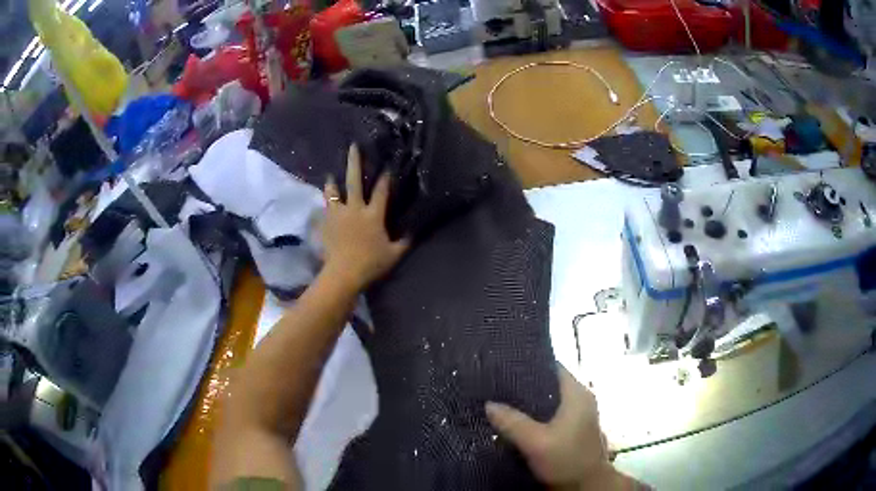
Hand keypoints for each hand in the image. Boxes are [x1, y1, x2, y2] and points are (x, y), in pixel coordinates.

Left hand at [322, 144, 409, 289]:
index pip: (381, 191)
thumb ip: (404, 242)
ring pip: (333, 192)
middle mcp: (355, 209)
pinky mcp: (326, 224)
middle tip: (353, 147)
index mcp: (373, 215)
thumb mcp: (393, 254)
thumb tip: (413, 232)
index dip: (385, 177)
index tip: (387, 165)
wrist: (343, 273)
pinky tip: (322, 205)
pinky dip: (324, 206)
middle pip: (353, 181)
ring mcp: (338, 215)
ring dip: (332, 182)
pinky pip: (324, 210)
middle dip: (354, 162)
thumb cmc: (370, 263)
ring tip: (331, 175)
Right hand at [485, 366, 608, 487]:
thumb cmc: (566, 459)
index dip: (529, 363)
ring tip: (500, 400)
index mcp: (577, 394)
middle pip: (549, 383)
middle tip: (495, 385)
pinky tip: (515, 420)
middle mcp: (580, 399)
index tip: (504, 365)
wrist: (586, 486)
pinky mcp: (572, 429)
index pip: (553, 366)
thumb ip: (512, 422)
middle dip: (524, 384)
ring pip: (548, 401)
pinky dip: (534, 415)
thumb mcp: (536, 442)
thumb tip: (488, 403)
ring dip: (528, 402)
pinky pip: (550, 414)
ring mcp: (578, 415)